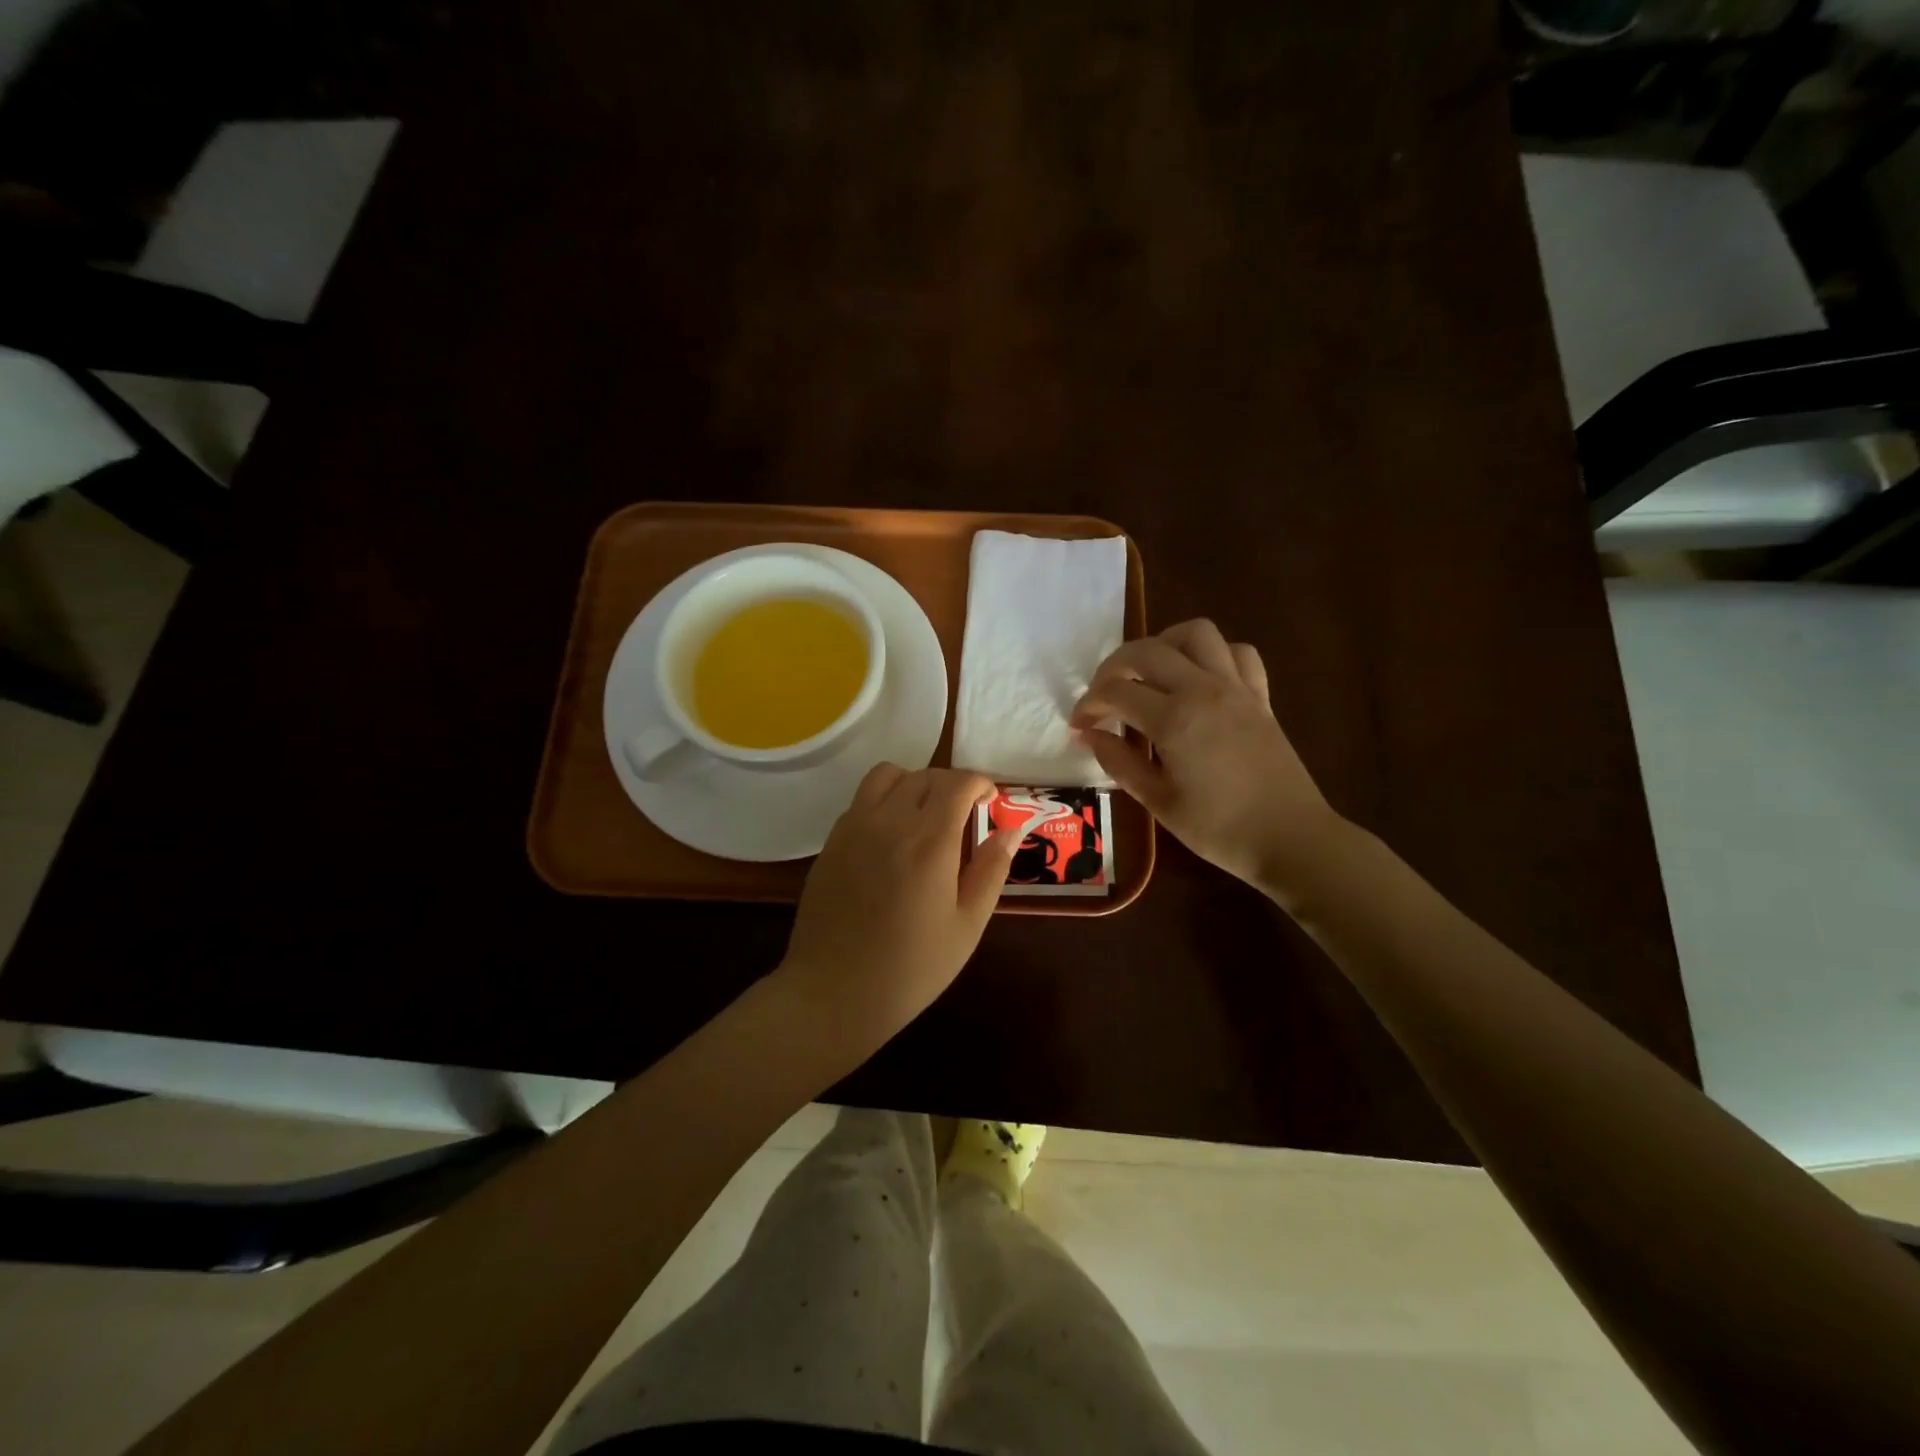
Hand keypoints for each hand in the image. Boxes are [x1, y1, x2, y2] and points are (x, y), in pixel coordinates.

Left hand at [778, 764, 1025, 1057]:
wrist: (834, 992)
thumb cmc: (911, 968)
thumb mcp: (966, 926)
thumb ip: (991, 871)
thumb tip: (1011, 831)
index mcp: (930, 841)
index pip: (958, 783)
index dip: (980, 783)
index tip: (990, 800)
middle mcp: (890, 822)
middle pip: (924, 775)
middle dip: (951, 784)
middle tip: (964, 812)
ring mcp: (855, 828)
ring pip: (886, 775)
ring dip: (913, 783)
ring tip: (924, 814)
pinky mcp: (831, 842)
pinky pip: (861, 800)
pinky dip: (883, 801)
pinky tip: (891, 837)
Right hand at [1070, 619, 1345, 891]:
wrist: (1291, 839)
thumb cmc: (1219, 828)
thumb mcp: (1158, 801)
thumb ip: (1119, 762)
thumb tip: (1089, 735)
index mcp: (1174, 718)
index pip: (1116, 692)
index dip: (1089, 705)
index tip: (1080, 725)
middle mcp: (1203, 689)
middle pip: (1147, 650)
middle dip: (1113, 667)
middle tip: (1102, 696)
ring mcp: (1236, 687)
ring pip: (1196, 634)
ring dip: (1163, 644)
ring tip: (1149, 673)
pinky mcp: (1260, 696)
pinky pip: (1238, 653)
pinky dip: (1213, 655)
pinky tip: (1199, 679)